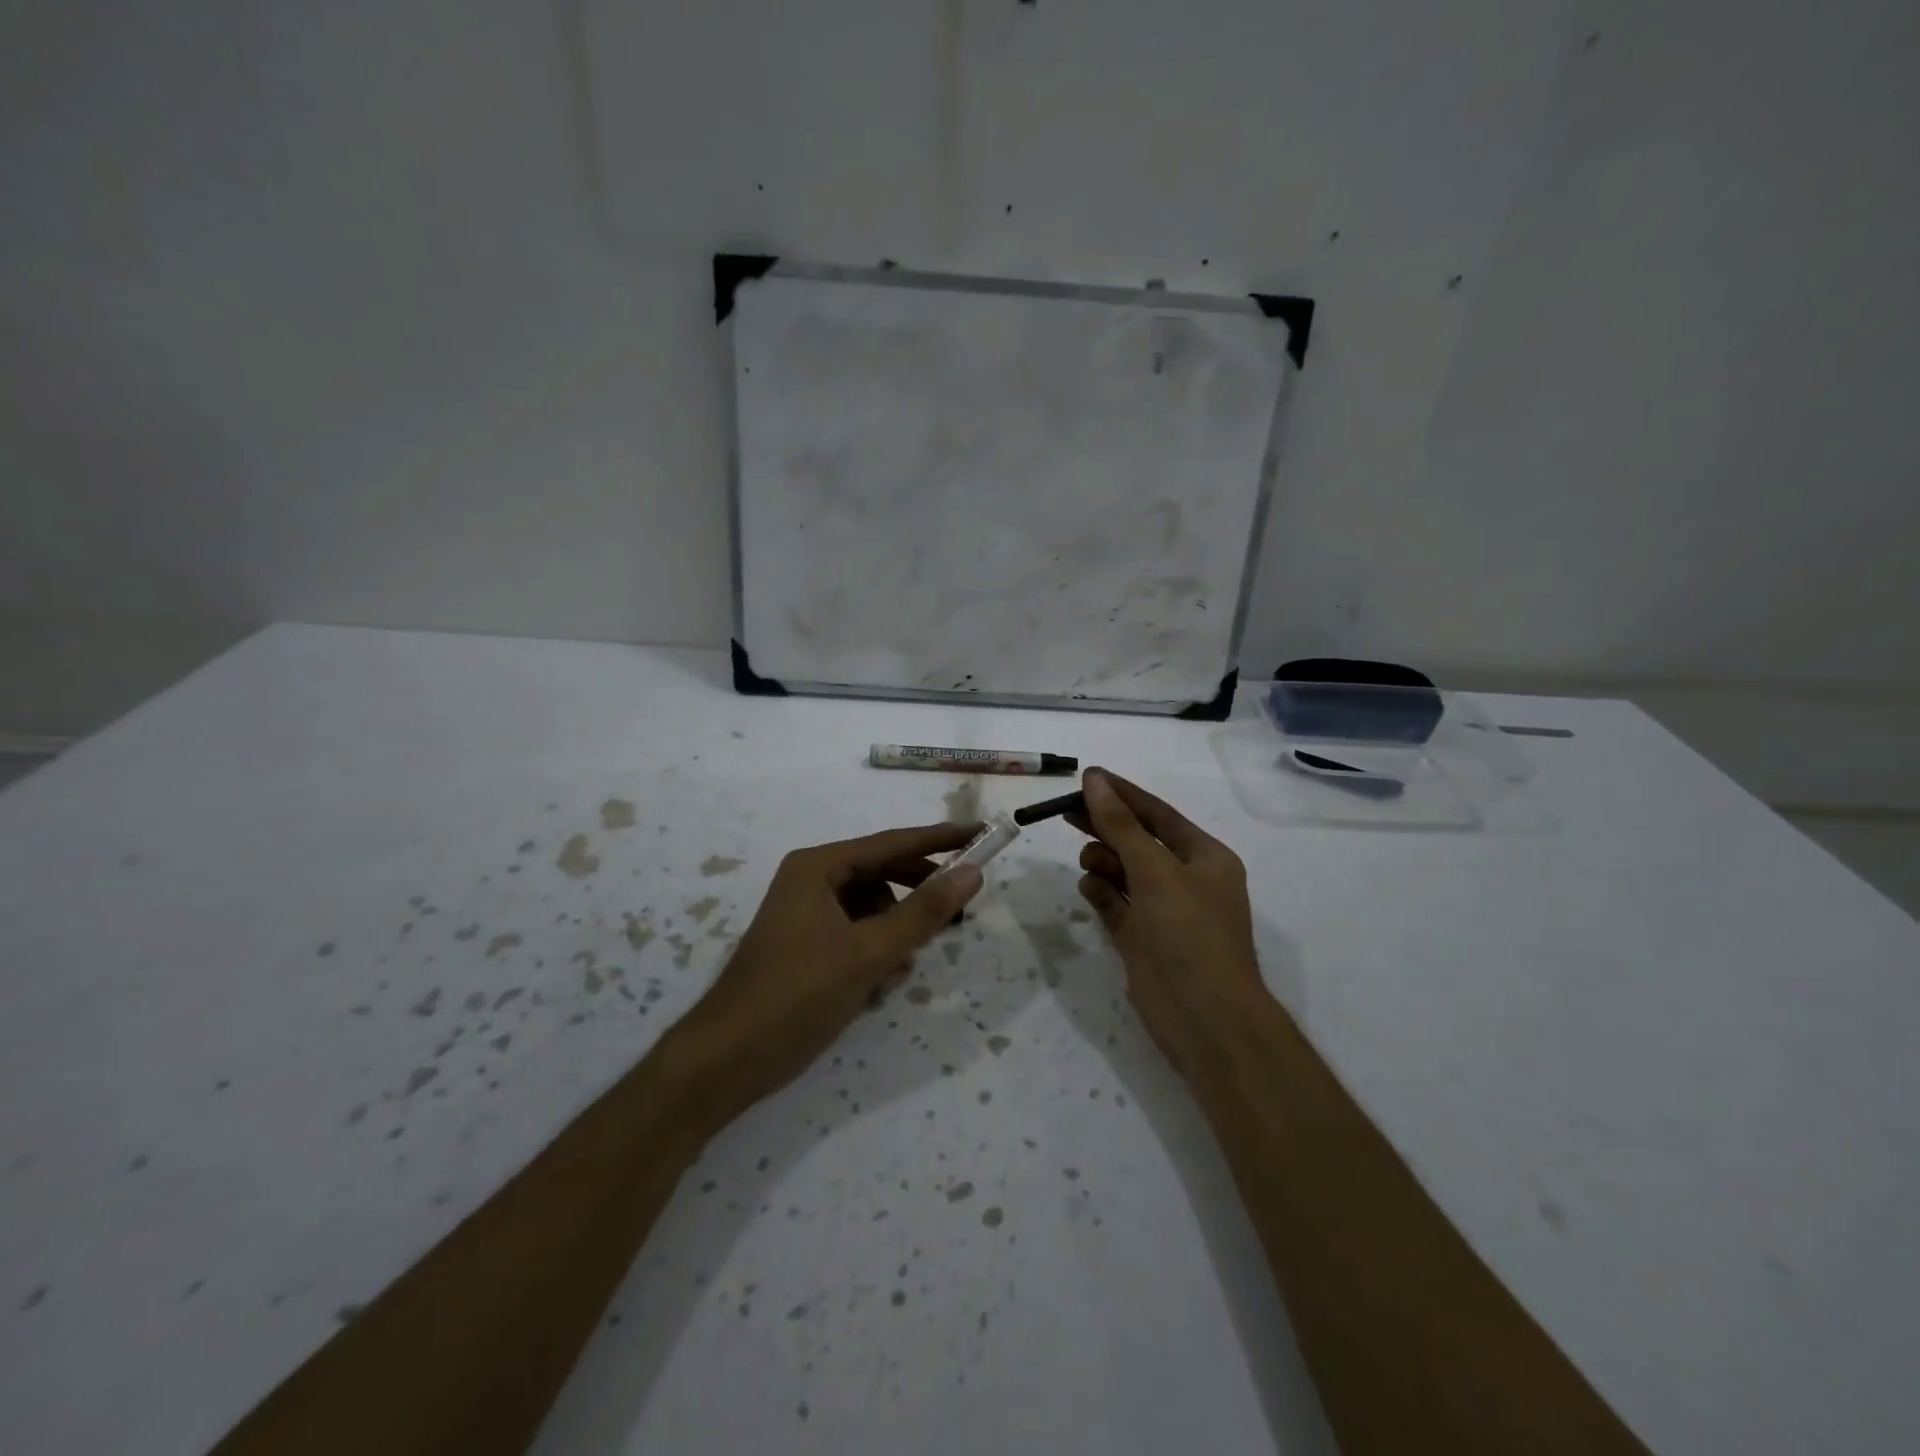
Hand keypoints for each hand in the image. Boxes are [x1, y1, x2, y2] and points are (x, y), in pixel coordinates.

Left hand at [671, 823, 983, 1118]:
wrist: (726, 1061)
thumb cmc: (797, 995)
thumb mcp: (869, 952)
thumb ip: (924, 911)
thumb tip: (972, 871)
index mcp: (818, 866)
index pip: (893, 843)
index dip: (941, 839)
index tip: (983, 833)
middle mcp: (812, 881)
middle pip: (883, 874)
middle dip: (919, 895)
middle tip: (961, 912)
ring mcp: (808, 916)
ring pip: (873, 909)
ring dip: (897, 932)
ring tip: (906, 963)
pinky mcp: (809, 948)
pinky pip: (858, 935)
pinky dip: (877, 952)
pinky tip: (882, 983)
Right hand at [1071, 769, 1271, 1076]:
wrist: (1205, 1018)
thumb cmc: (1188, 933)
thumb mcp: (1155, 871)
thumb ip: (1121, 825)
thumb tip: (1095, 780)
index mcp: (1204, 857)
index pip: (1156, 813)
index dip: (1122, 793)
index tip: (1087, 776)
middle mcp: (1184, 879)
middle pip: (1136, 840)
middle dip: (1105, 826)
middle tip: (1066, 812)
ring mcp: (1162, 910)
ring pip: (1123, 870)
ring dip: (1104, 861)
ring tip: (1091, 865)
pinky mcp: (1141, 937)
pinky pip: (1114, 902)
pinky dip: (1101, 892)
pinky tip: (1091, 889)